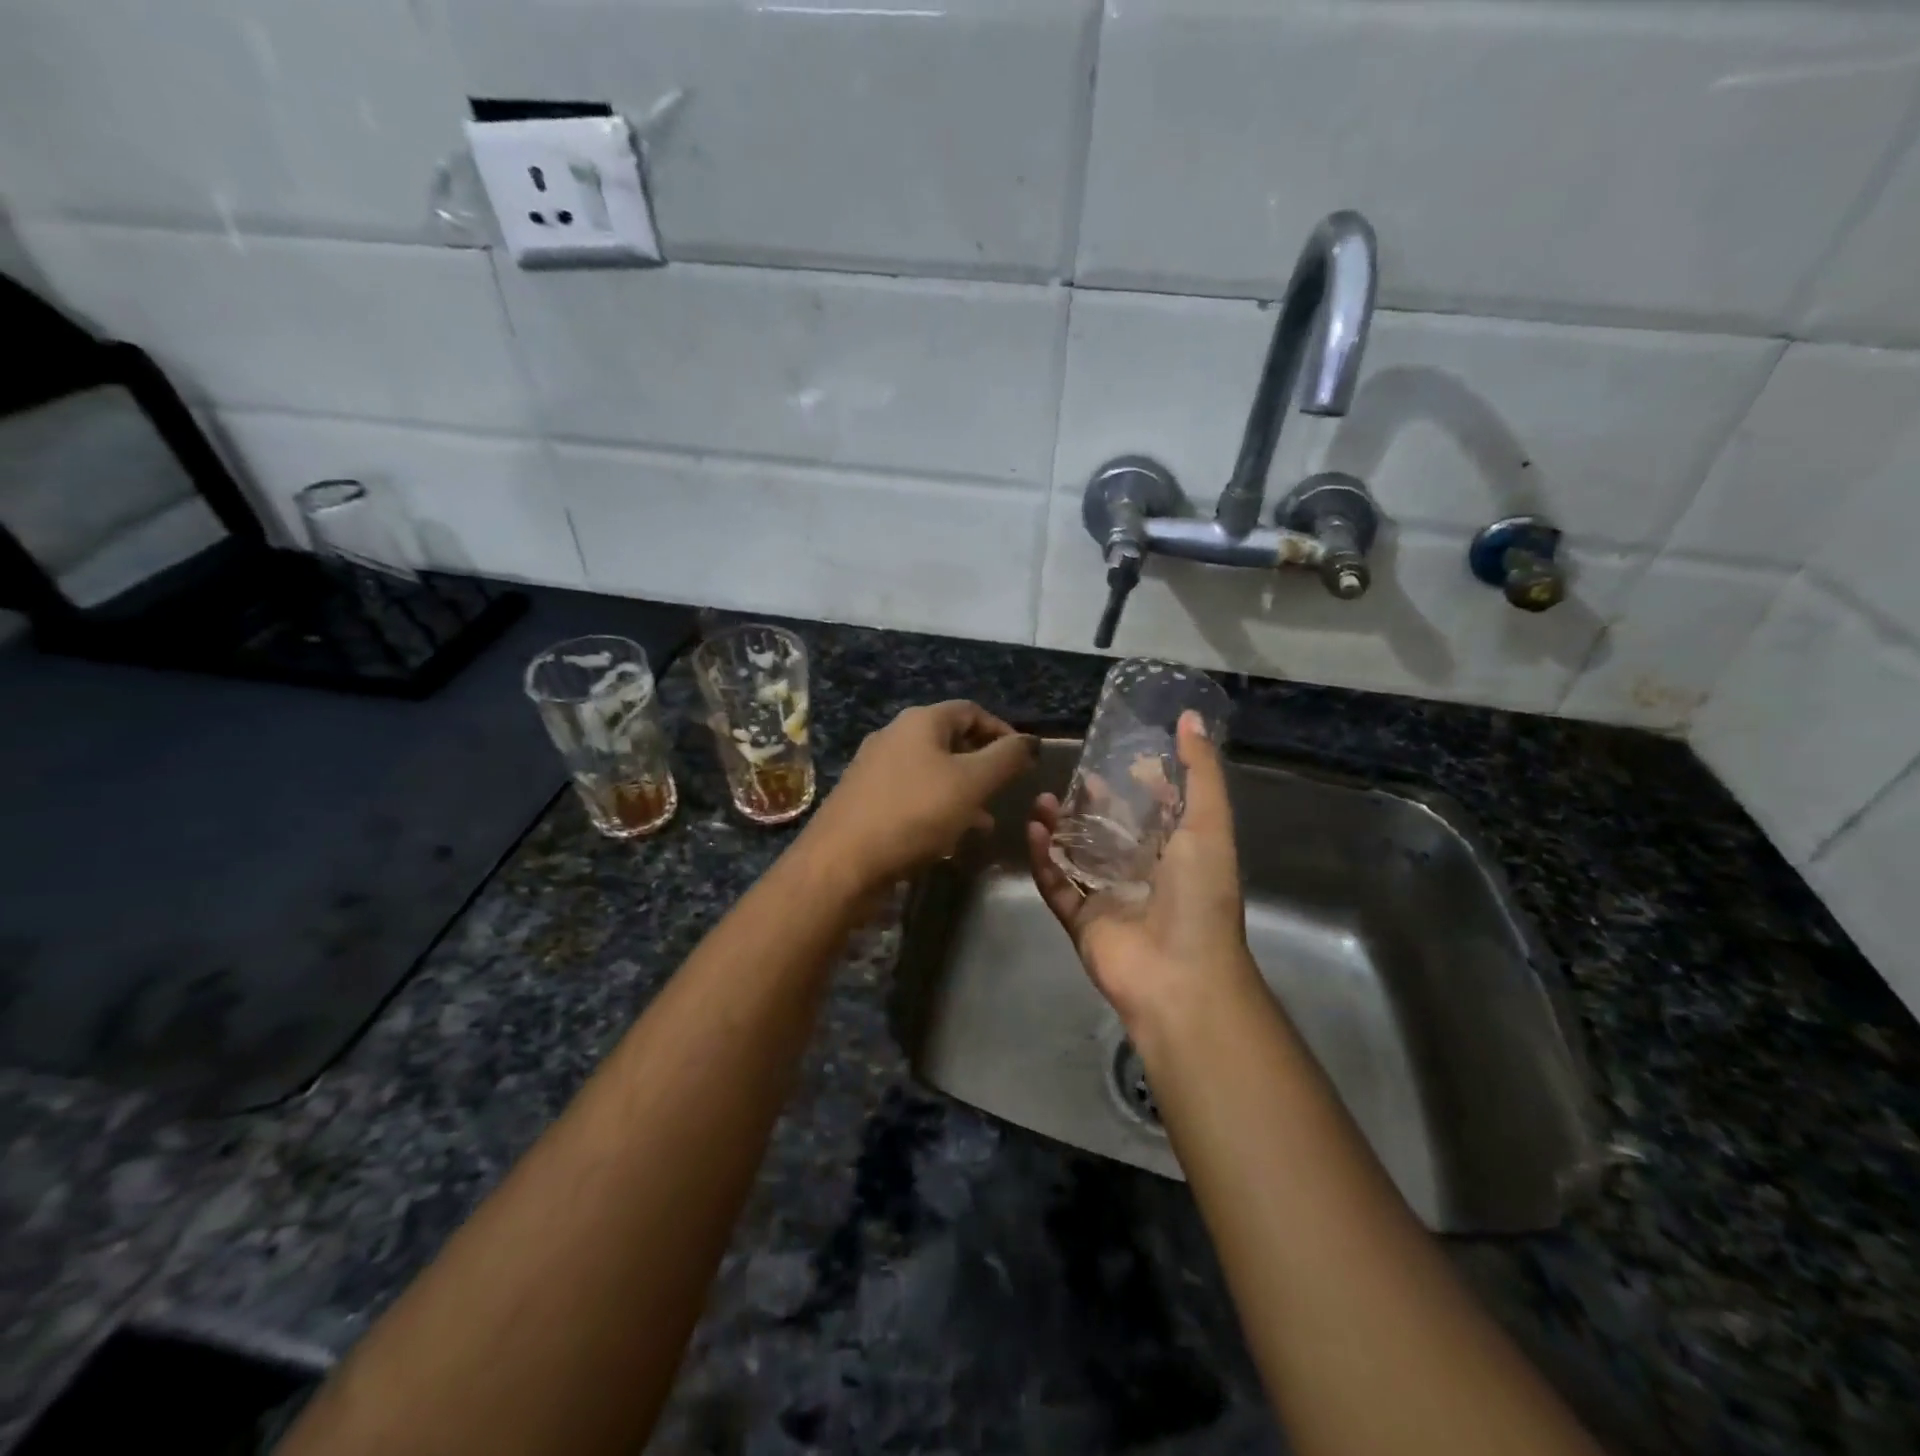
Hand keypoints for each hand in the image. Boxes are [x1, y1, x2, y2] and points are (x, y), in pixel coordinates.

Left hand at [800, 701, 1035, 892]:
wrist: (841, 862)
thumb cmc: (914, 813)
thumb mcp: (972, 783)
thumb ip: (1007, 758)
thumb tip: (1031, 740)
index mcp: (920, 721)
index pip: (971, 711)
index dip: (1002, 731)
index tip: (1024, 761)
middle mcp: (894, 735)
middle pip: (950, 740)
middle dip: (982, 765)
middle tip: (1005, 791)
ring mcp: (874, 768)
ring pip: (932, 771)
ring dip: (962, 791)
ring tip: (984, 821)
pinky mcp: (864, 799)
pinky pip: (912, 795)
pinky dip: (936, 808)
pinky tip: (948, 837)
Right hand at [1027, 711, 1262, 1036]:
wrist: (1179, 976)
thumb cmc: (1199, 896)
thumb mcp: (1208, 824)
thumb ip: (1199, 772)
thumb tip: (1190, 717)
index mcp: (1179, 854)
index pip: (1156, 812)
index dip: (1138, 785)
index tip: (1114, 757)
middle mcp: (1144, 875)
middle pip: (1110, 833)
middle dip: (1089, 806)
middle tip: (1066, 780)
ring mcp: (1110, 900)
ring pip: (1077, 857)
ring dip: (1059, 828)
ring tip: (1040, 800)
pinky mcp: (1082, 922)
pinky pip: (1056, 886)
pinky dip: (1043, 861)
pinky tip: (1032, 831)